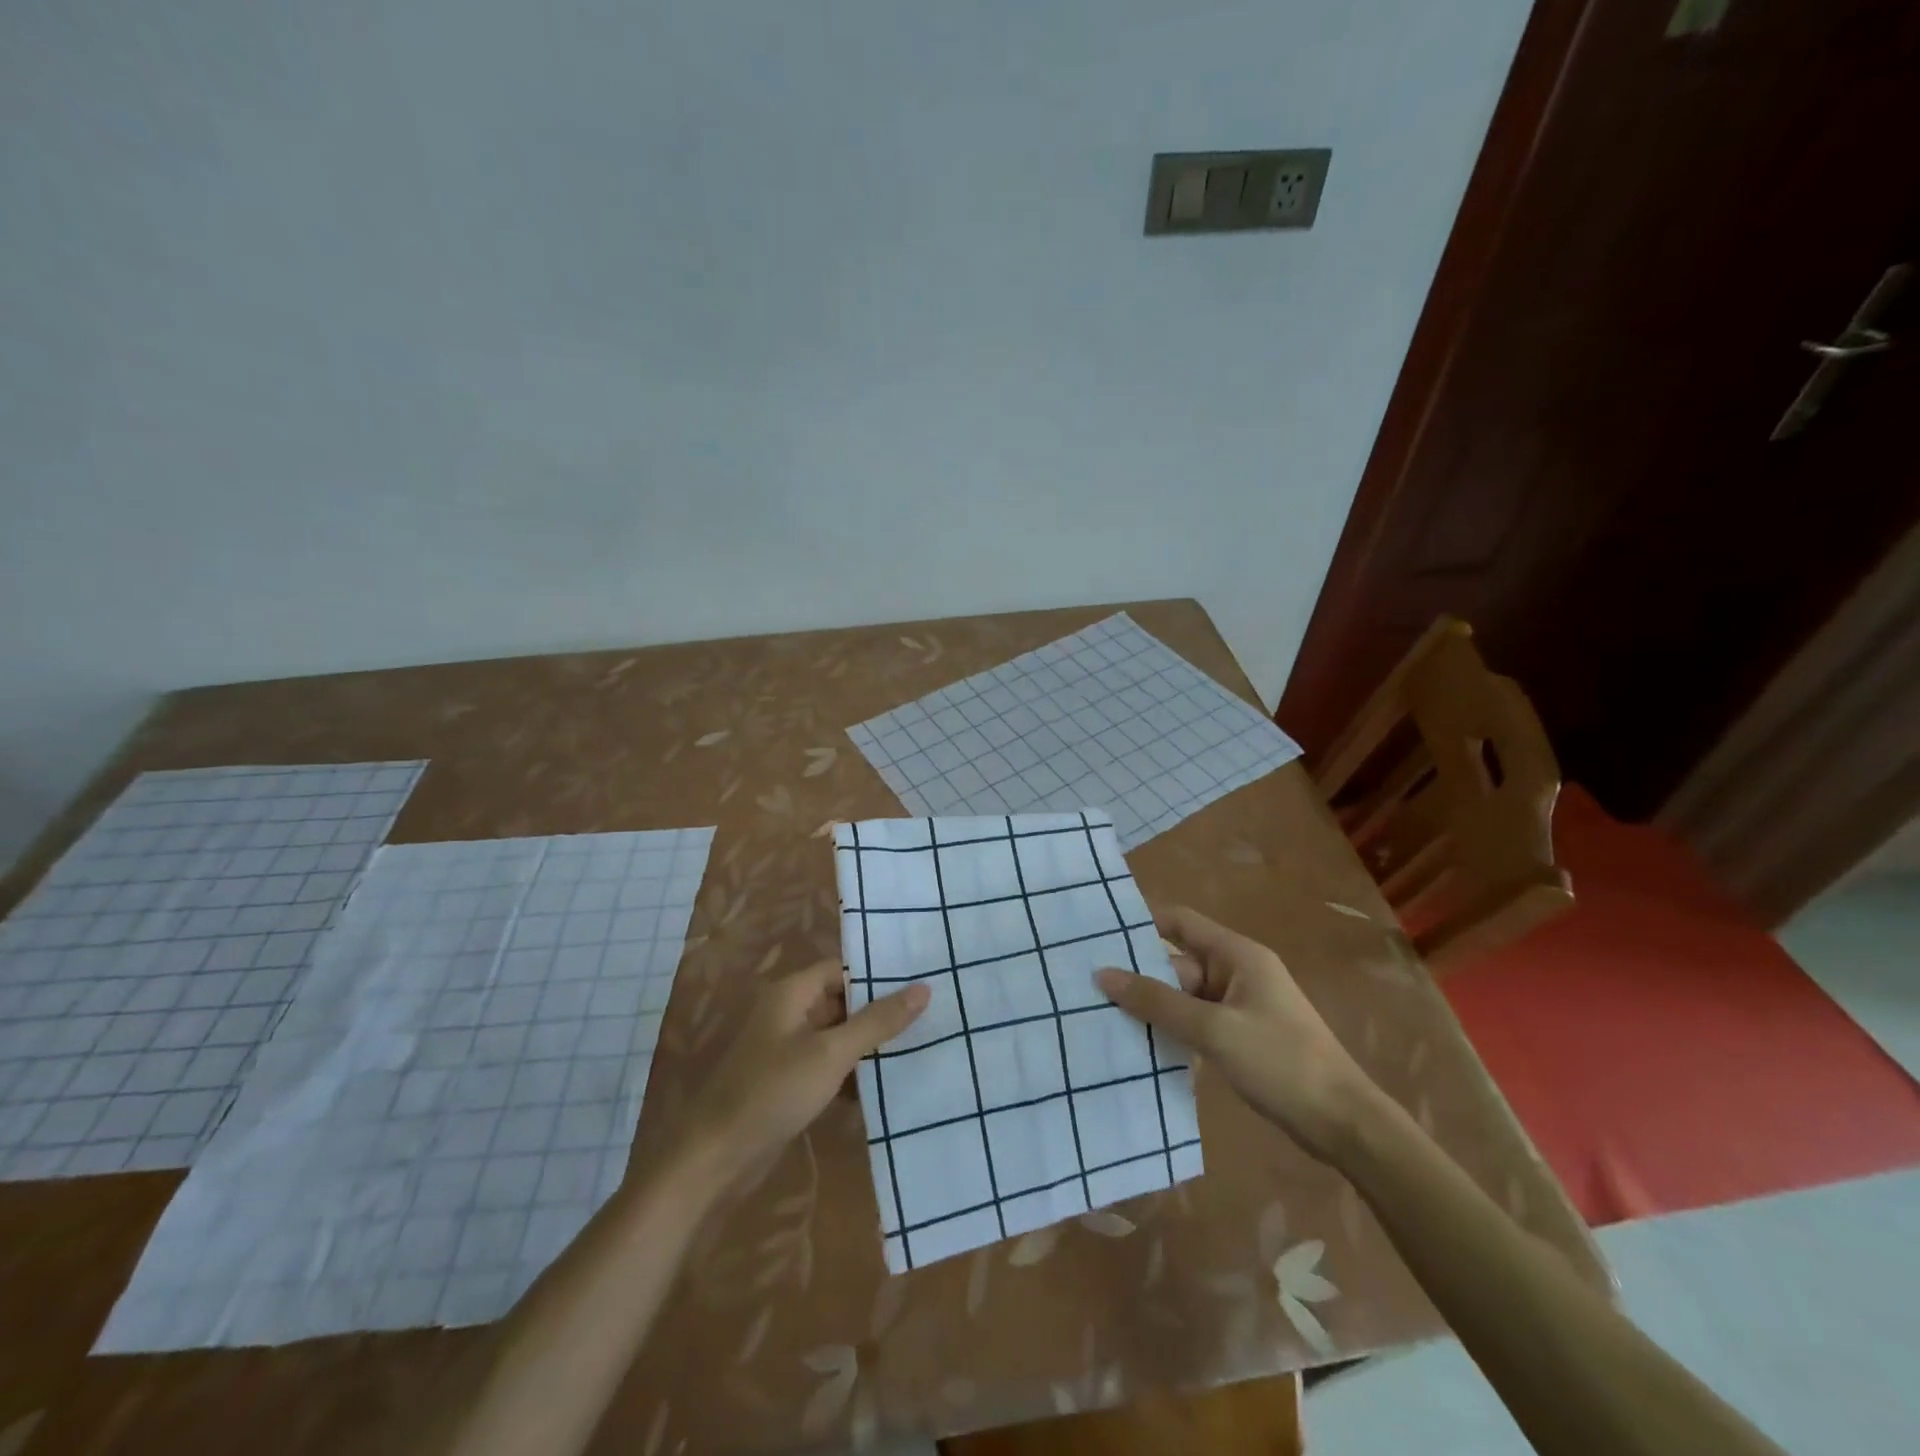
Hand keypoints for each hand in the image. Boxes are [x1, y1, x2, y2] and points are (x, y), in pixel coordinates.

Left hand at [680, 959, 928, 1189]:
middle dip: (878, 1012)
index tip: (919, 983)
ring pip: (837, 1036)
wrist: (716, 1158)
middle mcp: (788, 1012)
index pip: (842, 970)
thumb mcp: (831, 1053)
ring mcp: (786, 1049)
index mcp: (792, 993)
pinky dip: (852, 1072)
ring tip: (918, 1046)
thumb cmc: (773, 1091)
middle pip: (841, 1001)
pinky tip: (886, 1084)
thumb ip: (877, 1021)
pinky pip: (828, 1065)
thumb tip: (923, 988)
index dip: (877, 976)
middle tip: (928, 1016)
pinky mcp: (788, 1081)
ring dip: (868, 1045)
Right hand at [1095, 905, 1373, 1161]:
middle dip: (1139, 974)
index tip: (1098, 934)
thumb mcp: (1213, 1030)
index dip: (1142, 923)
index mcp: (1237, 955)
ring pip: (1184, 996)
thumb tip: (1103, 974)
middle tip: (1088, 986)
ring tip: (1102, 1014)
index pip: (1180, 922)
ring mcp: (1240, 1006)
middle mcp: (1237, 972)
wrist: (1343, 1123)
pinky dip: (1172, 1029)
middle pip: (1177, 963)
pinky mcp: (1241, 1037)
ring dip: (1153, 1006)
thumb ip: (1157, 1002)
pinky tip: (1139, 1044)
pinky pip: (1196, 1022)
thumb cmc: (1281, 1062)